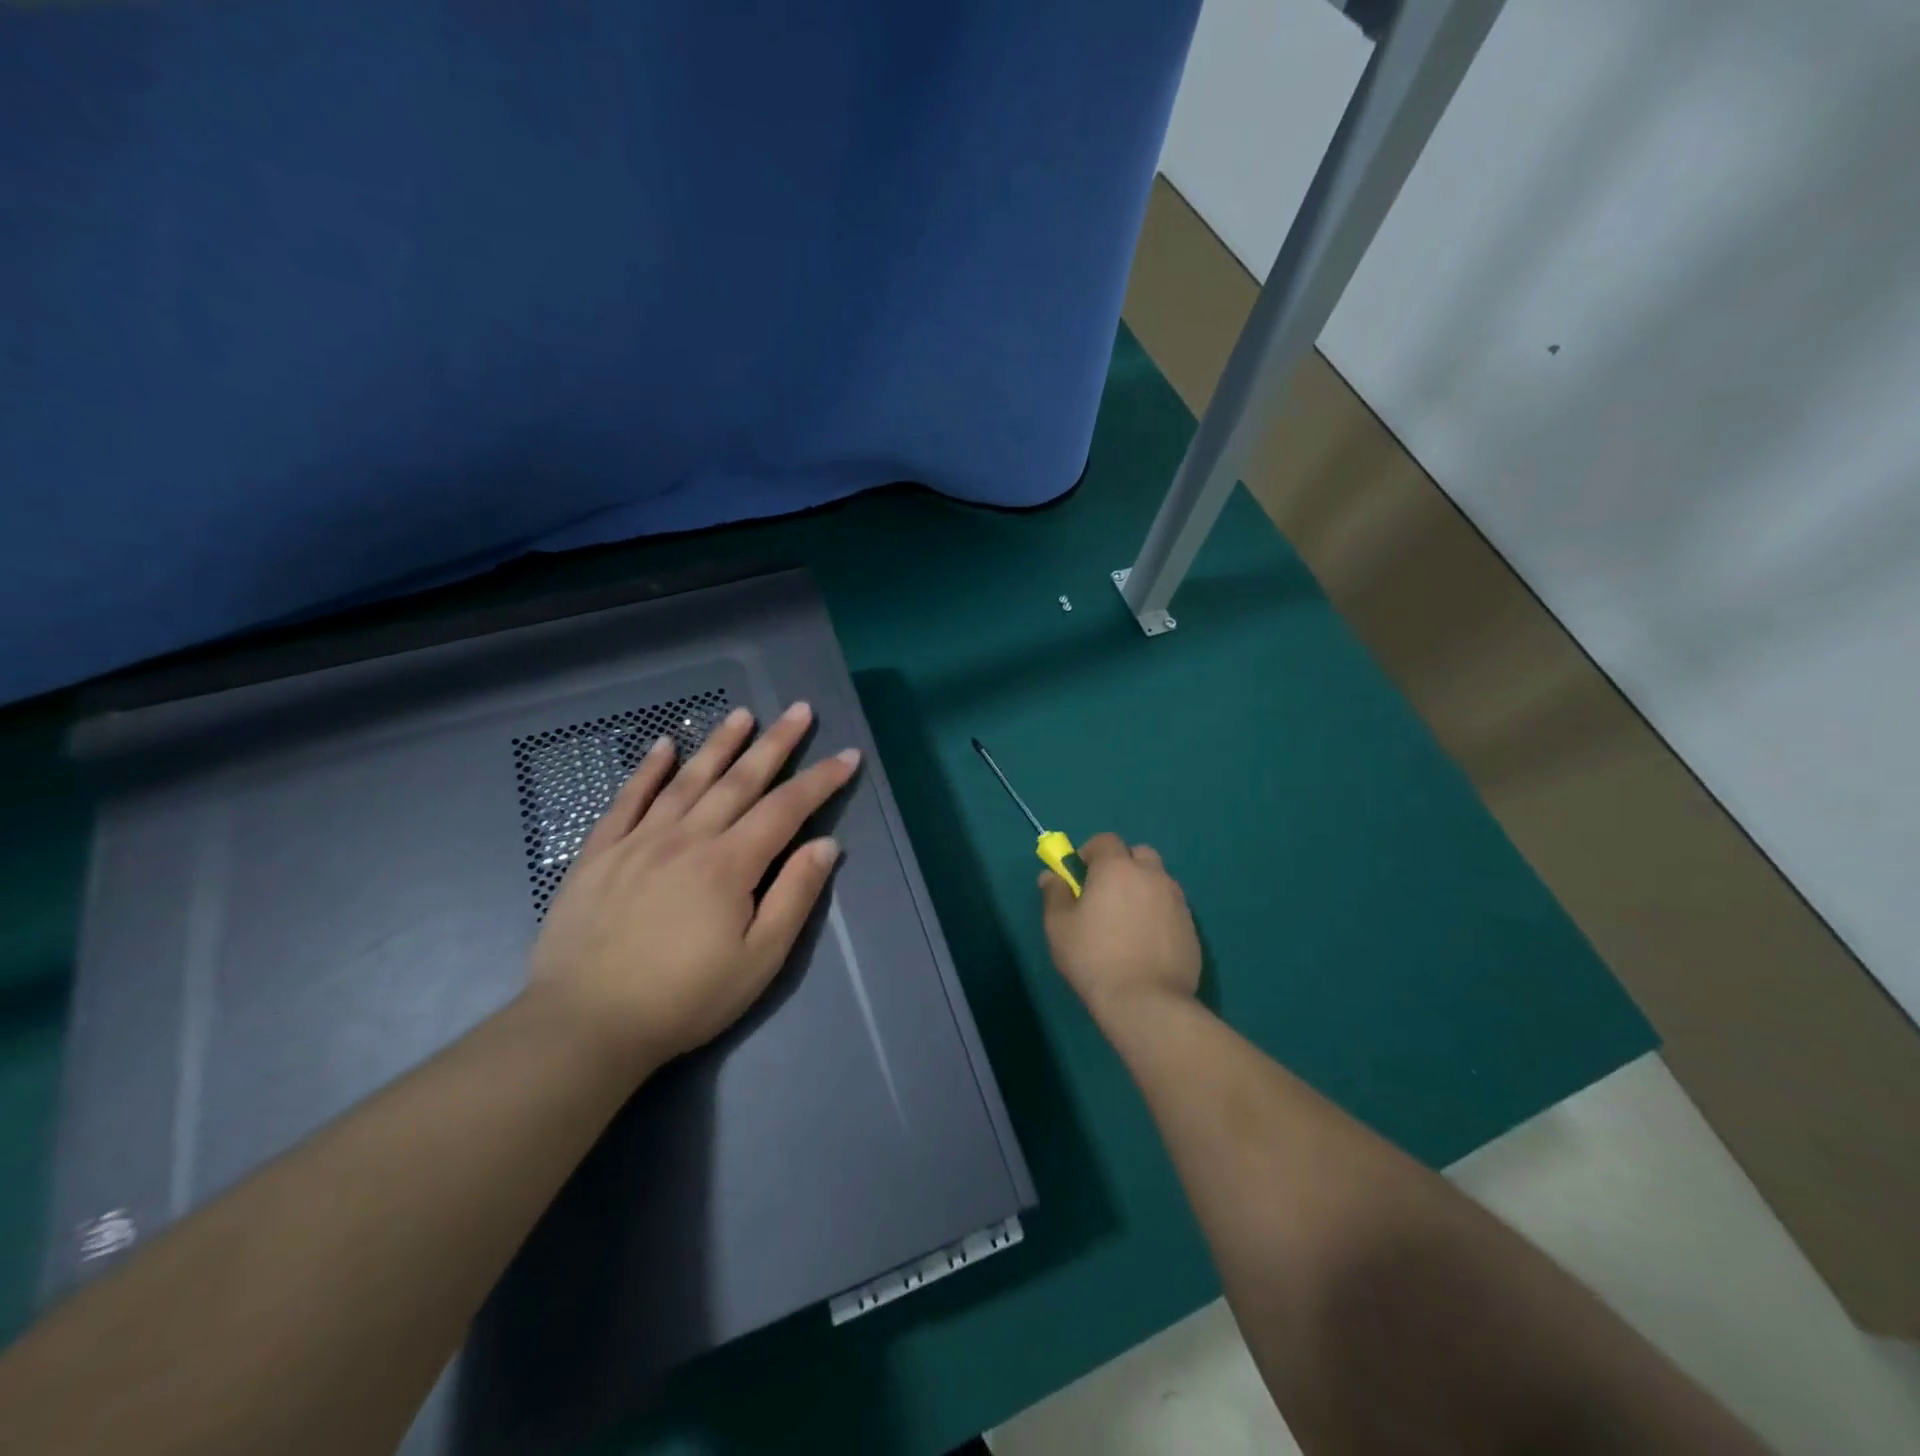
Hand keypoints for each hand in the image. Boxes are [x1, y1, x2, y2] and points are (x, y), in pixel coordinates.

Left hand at [527, 701, 858, 1070]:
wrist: (585, 1024)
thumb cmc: (684, 998)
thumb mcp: (759, 960)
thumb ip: (794, 896)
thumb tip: (826, 844)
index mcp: (729, 864)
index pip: (786, 808)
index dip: (820, 779)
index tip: (847, 755)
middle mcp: (687, 838)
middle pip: (740, 780)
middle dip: (775, 743)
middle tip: (798, 710)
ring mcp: (638, 841)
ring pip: (687, 780)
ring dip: (719, 744)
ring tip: (742, 714)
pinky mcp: (600, 854)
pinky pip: (627, 800)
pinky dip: (647, 770)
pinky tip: (663, 747)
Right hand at [1040, 832, 1200, 1022]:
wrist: (1147, 1002)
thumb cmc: (1094, 958)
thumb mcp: (1059, 926)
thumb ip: (1054, 894)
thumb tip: (1051, 875)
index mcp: (1117, 868)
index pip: (1106, 840)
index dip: (1090, 852)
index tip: (1080, 874)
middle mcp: (1151, 875)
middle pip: (1139, 855)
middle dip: (1123, 865)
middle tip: (1106, 895)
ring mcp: (1177, 901)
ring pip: (1158, 881)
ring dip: (1143, 889)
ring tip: (1127, 922)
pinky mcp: (1192, 927)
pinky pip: (1171, 908)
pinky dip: (1158, 914)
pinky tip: (1146, 943)